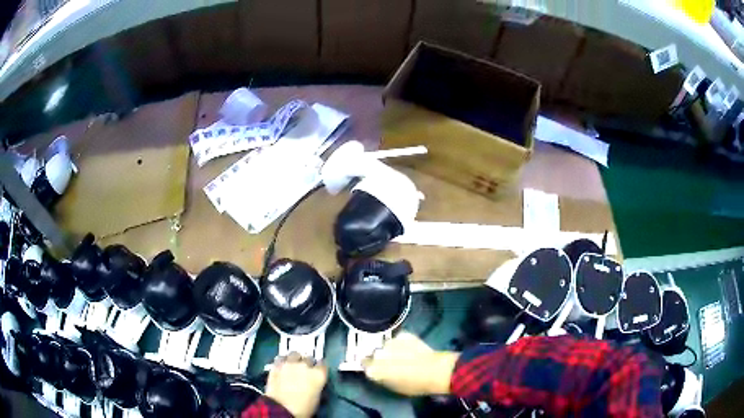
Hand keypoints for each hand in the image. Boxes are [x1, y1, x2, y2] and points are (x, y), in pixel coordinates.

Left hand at [265, 353, 327, 417]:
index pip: (323, 364)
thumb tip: (315, 383)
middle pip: (309, 358)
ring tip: (294, 365)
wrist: (281, 409)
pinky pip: (281, 358)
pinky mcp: (276, 365)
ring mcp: (289, 364)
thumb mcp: (317, 398)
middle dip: (308, 363)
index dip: (321, 368)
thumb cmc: (303, 408)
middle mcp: (305, 365)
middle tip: (306, 370)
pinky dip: (283, 361)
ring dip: (295, 359)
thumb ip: (317, 385)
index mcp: (319, 375)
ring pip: (295, 354)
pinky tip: (283, 366)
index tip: (319, 371)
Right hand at [363, 332, 458, 396]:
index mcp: (372, 370)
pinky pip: (398, 338)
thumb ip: (381, 377)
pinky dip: (401, 342)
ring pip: (385, 345)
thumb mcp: (393, 386)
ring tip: (402, 354)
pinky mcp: (402, 334)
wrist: (434, 371)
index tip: (376, 367)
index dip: (371, 365)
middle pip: (374, 353)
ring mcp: (389, 342)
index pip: (364, 364)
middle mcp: (377, 354)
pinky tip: (410, 348)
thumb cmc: (414, 385)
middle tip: (391, 361)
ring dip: (390, 348)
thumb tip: (377, 371)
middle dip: (380, 356)